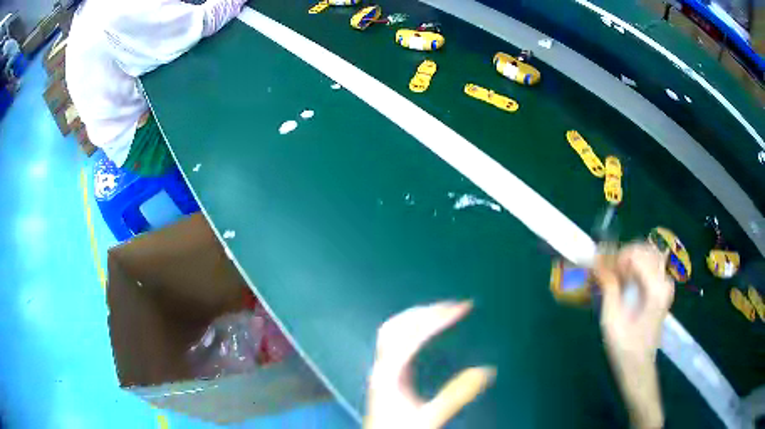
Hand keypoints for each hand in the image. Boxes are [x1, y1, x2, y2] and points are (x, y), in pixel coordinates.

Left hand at [364, 301, 495, 428]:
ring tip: (440, 312)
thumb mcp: (430, 417)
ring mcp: (380, 370)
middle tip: (453, 305)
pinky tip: (423, 336)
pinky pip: (393, 342)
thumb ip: (456, 395)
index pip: (413, 335)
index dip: (438, 318)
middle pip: (397, 326)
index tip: (462, 308)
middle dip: (426, 311)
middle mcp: (381, 367)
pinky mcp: (384, 376)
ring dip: (416, 317)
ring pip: (391, 332)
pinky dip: (410, 330)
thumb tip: (485, 370)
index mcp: (390, 373)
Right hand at [593, 244, 673, 428]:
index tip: (599, 265)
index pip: (637, 254)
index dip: (616, 256)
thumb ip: (608, 286)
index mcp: (655, 288)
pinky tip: (625, 280)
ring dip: (631, 259)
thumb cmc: (624, 347)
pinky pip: (652, 266)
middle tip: (606, 269)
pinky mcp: (663, 290)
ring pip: (650, 255)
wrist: (638, 366)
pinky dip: (637, 266)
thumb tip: (596, 261)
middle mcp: (664, 281)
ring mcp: (666, 285)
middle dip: (624, 254)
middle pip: (645, 250)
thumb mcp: (611, 318)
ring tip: (615, 274)